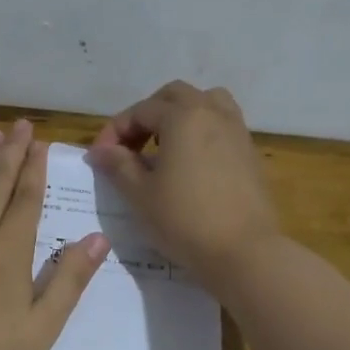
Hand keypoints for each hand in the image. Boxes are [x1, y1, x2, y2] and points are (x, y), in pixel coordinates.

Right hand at [88, 81, 279, 286]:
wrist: (244, 252)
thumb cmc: (184, 221)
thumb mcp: (140, 195)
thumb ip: (118, 165)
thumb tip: (100, 151)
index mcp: (183, 117)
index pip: (140, 111)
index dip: (114, 131)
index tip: (99, 158)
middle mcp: (213, 113)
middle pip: (174, 96)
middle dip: (147, 115)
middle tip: (130, 147)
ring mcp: (237, 131)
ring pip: (206, 104)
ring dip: (180, 116)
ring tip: (164, 146)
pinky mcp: (250, 153)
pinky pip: (222, 126)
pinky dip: (201, 132)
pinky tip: (190, 164)